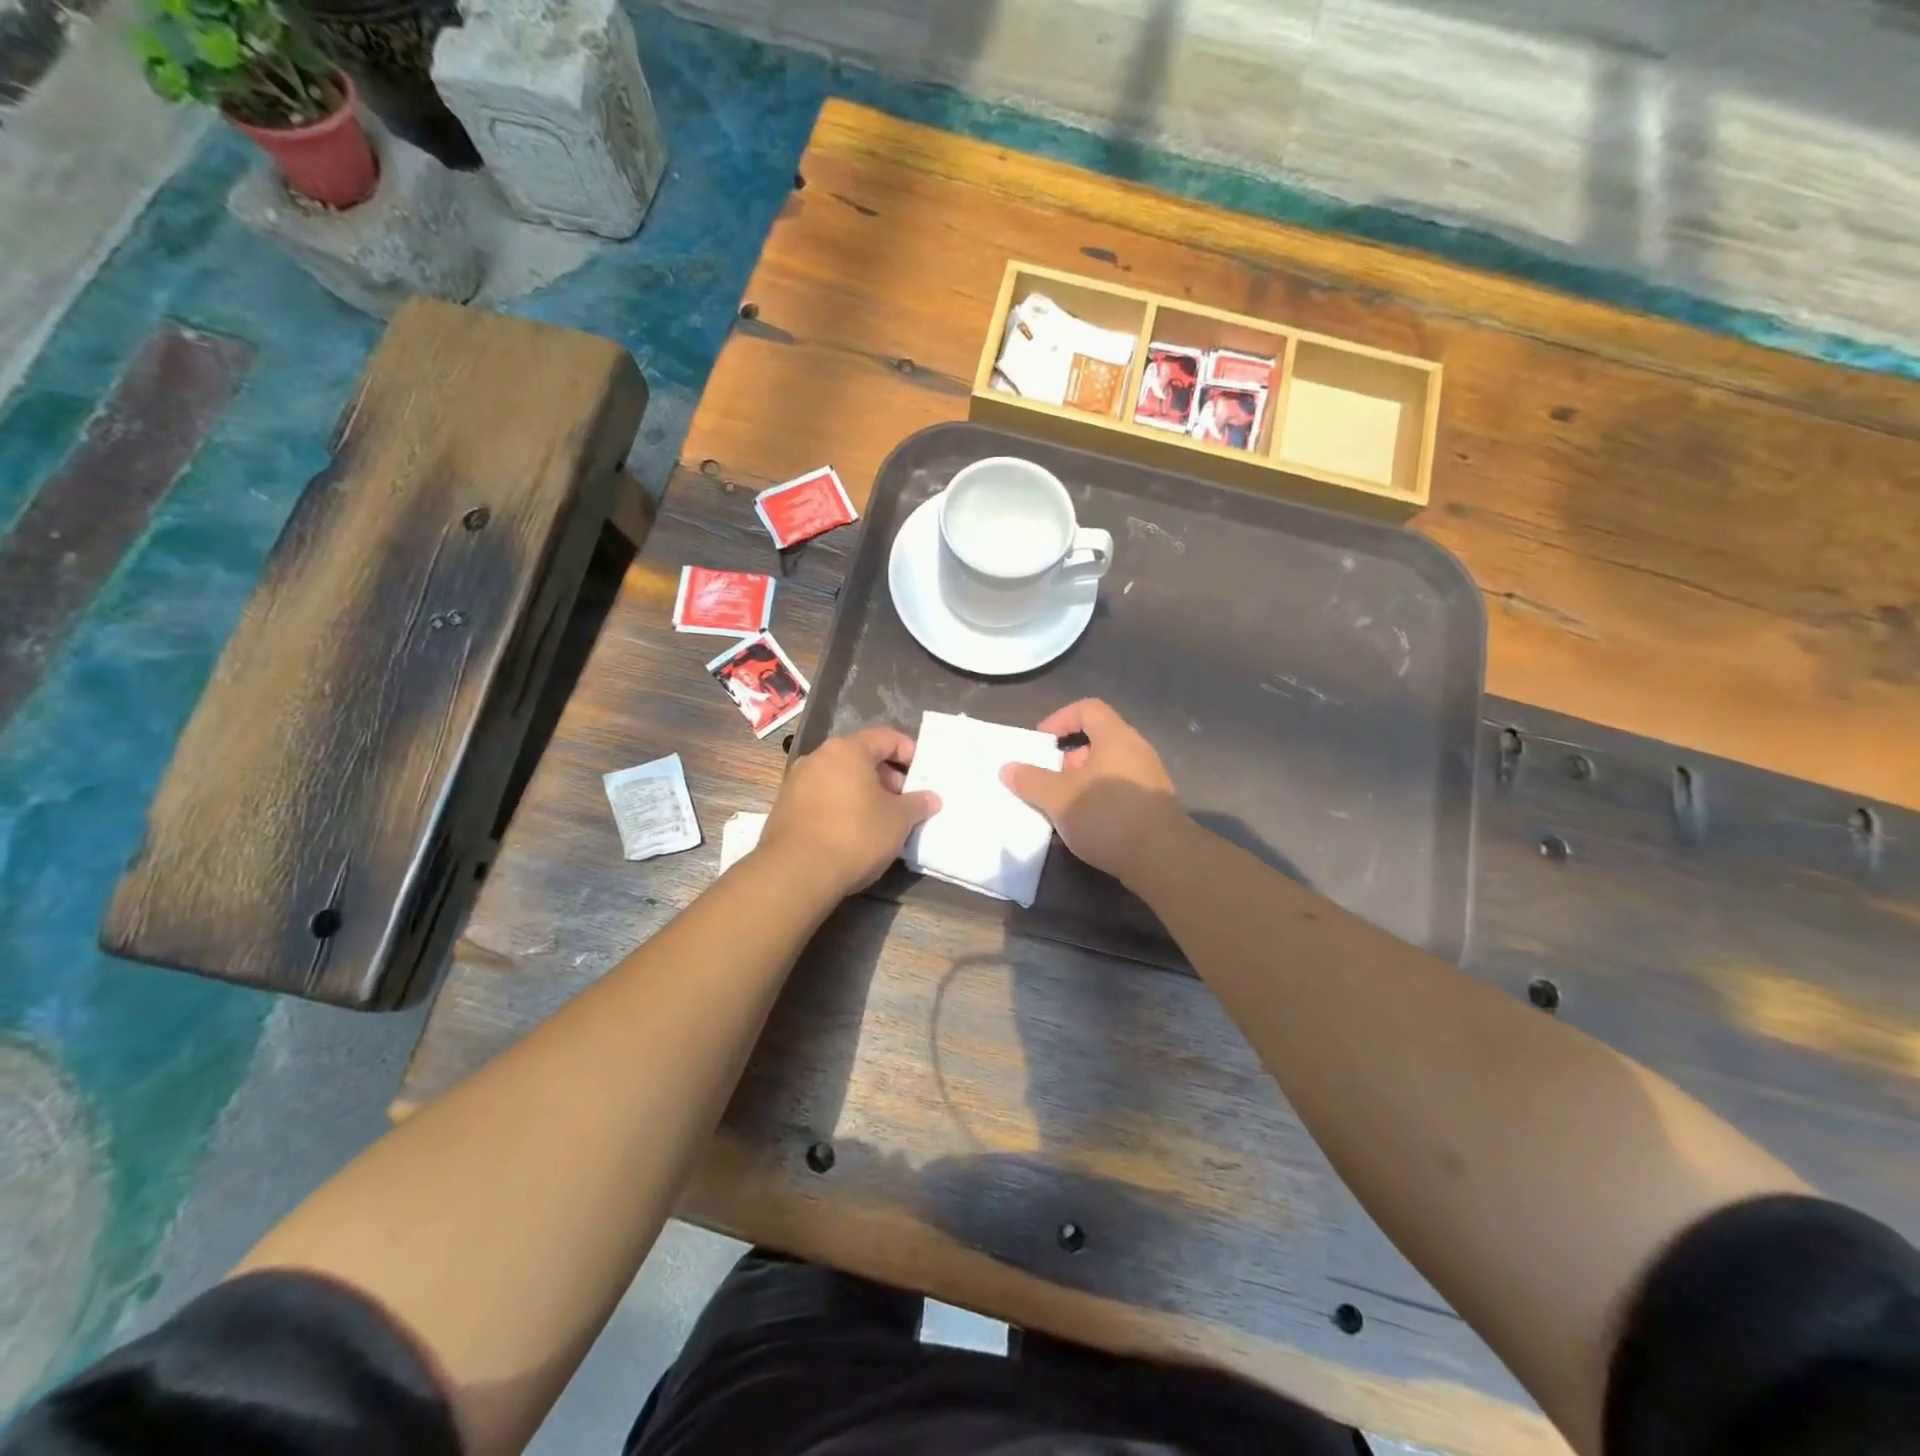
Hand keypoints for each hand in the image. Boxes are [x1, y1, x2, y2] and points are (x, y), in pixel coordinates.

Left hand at [758, 727, 939, 897]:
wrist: (796, 872)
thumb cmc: (855, 835)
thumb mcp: (898, 820)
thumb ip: (917, 804)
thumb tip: (931, 798)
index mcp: (847, 750)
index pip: (886, 737)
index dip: (909, 752)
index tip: (923, 775)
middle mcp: (818, 757)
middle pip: (860, 757)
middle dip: (887, 776)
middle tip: (904, 801)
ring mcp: (797, 782)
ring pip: (839, 778)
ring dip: (863, 793)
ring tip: (881, 819)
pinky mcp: (784, 808)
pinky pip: (822, 797)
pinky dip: (841, 806)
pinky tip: (852, 832)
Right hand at [1000, 700, 1184, 882]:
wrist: (1162, 858)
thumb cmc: (1107, 815)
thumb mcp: (1058, 797)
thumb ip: (1030, 780)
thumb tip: (1007, 768)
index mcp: (1116, 737)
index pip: (1088, 709)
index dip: (1060, 718)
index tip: (1041, 742)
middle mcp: (1136, 751)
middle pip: (1097, 740)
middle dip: (1068, 758)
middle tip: (1048, 779)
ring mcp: (1149, 779)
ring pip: (1107, 769)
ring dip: (1081, 783)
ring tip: (1062, 807)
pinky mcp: (1153, 806)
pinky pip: (1119, 791)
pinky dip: (1098, 800)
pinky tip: (1085, 826)